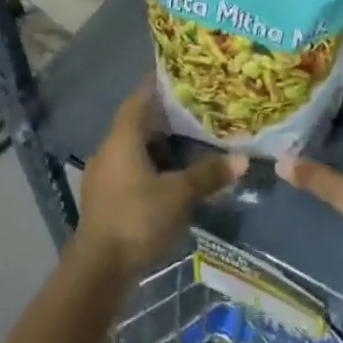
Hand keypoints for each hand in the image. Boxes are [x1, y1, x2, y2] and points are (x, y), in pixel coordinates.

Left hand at [77, 82, 238, 279]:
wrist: (98, 269)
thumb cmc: (136, 219)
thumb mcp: (178, 195)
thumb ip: (209, 174)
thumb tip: (243, 159)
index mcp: (122, 138)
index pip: (140, 97)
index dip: (159, 83)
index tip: (182, 74)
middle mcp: (109, 149)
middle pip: (139, 122)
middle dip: (167, 116)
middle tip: (198, 109)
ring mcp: (105, 174)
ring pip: (136, 147)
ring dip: (161, 143)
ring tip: (192, 140)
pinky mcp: (107, 196)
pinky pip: (132, 168)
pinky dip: (154, 165)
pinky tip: (174, 175)